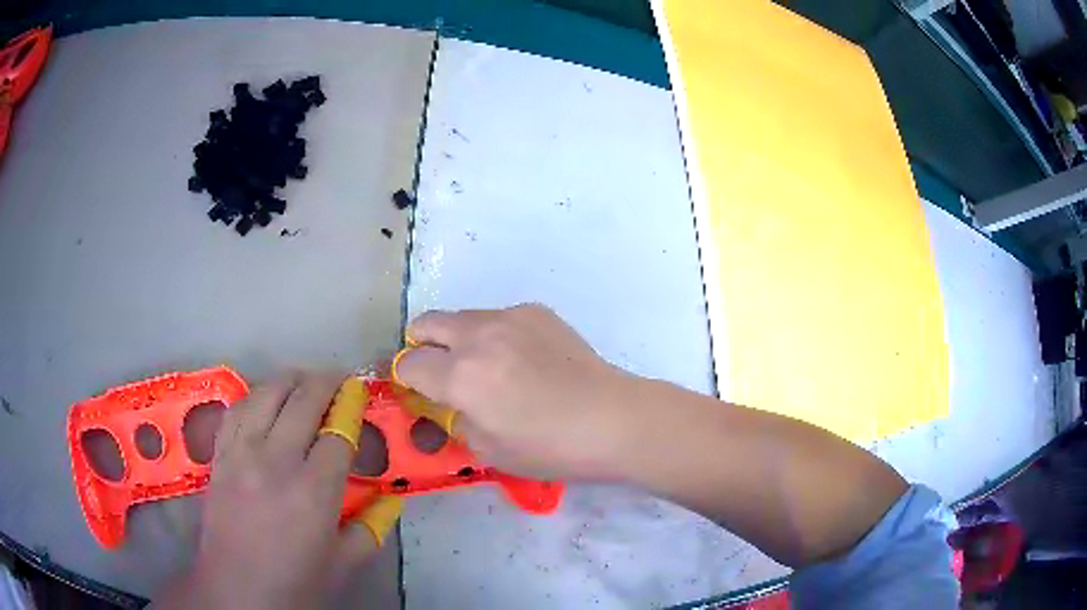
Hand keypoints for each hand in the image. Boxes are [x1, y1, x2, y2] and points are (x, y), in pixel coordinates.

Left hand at [155, 371, 398, 608]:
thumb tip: (391, 498)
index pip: (338, 432)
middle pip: (303, 400)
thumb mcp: (344, 562)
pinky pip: (236, 410)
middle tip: (339, 380)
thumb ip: (372, 527)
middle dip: (326, 381)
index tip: (359, 396)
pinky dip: (254, 396)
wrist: (237, 591)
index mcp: (314, 491)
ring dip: (290, 379)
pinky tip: (264, 399)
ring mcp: (242, 453)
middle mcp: (276, 461)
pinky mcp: (220, 455)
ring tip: (304, 379)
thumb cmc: (296, 583)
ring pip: (266, 394)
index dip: (351, 408)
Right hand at [394, 305, 638, 480]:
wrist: (612, 419)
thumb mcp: (489, 450)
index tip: (415, 388)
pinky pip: (498, 317)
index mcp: (461, 375)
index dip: (406, 377)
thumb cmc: (550, 447)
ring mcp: (510, 317)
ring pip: (463, 317)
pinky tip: (522, 360)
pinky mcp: (537, 312)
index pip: (410, 364)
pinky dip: (495, 335)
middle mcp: (478, 336)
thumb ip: (457, 420)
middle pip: (426, 323)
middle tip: (437, 368)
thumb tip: (452, 402)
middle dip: (421, 344)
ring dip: (459, 338)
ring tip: (486, 366)